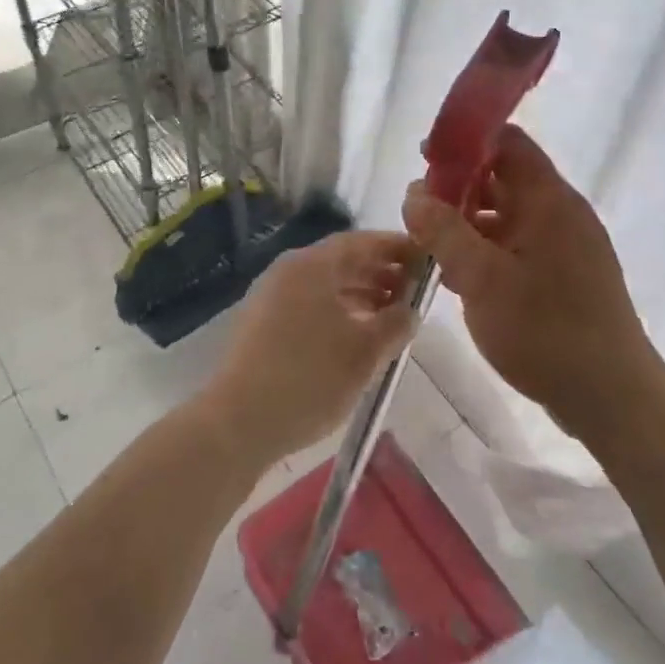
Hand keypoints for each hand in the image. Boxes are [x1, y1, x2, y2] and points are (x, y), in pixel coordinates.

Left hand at [200, 230, 418, 469]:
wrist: (238, 422)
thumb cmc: (310, 378)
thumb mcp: (366, 352)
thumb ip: (396, 323)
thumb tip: (410, 310)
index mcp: (312, 265)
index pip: (361, 242)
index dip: (396, 248)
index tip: (426, 260)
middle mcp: (288, 271)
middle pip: (342, 261)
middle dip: (380, 273)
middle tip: (414, 291)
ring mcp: (270, 296)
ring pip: (324, 284)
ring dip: (360, 294)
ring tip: (391, 316)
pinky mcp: (261, 323)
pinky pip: (308, 303)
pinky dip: (337, 311)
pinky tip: (355, 336)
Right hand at [402, 126, 659, 440]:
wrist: (611, 397)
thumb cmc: (545, 331)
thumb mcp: (482, 279)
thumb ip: (444, 231)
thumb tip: (414, 193)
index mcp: (549, 200)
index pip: (508, 142)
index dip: (466, 142)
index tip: (426, 158)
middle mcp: (561, 213)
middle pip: (505, 177)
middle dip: (459, 186)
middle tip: (419, 208)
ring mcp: (566, 246)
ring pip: (509, 214)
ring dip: (470, 221)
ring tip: (431, 243)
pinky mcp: (564, 275)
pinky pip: (519, 245)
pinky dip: (488, 249)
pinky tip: (461, 274)